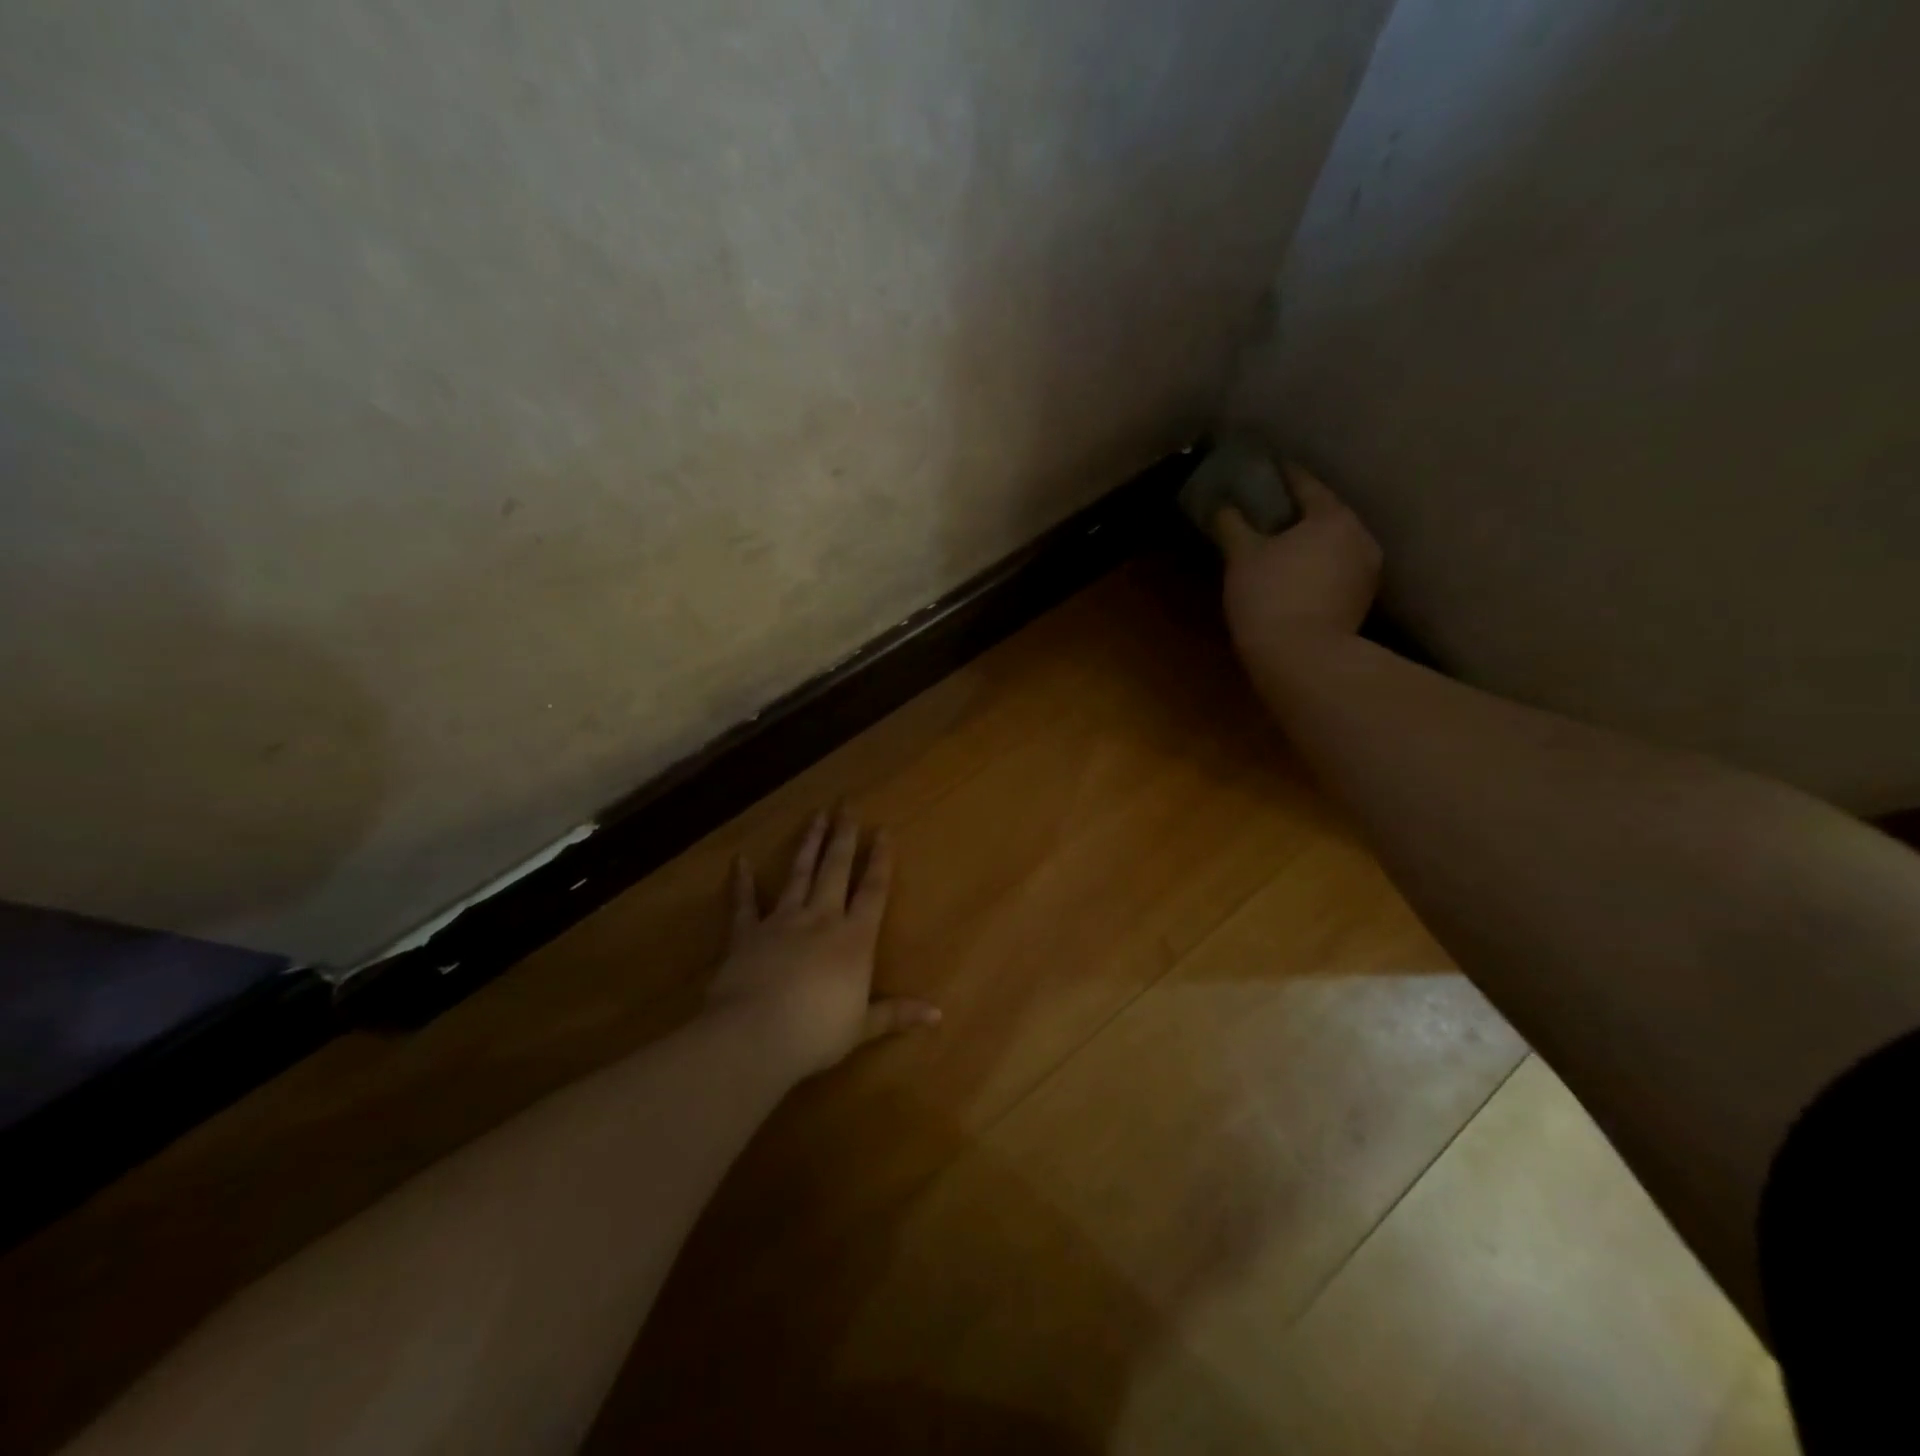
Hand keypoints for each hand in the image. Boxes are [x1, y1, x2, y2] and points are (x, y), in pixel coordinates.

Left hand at [706, 809, 939, 1079]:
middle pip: (836, 869)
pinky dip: (741, 882)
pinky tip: (739, 860)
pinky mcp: (746, 933)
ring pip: (798, 874)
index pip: (873, 891)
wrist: (756, 1035)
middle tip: (847, 804)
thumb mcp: (862, 1026)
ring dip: (808, 844)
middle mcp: (821, 919)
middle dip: (844, 836)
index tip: (884, 830)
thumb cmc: (817, 1032)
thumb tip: (938, 1015)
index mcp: (854, 939)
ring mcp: (781, 921)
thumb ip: (896, 1014)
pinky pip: (743, 902)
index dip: (880, 860)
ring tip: (815, 816)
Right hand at [1216, 462, 1382, 659]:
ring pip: (1332, 543)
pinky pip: (1336, 569)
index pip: (1305, 484)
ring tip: (1279, 545)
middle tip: (1268, 510)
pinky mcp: (1361, 600)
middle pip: (1324, 513)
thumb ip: (1232, 524)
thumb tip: (1222, 505)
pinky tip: (1294, 574)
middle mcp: (1360, 535)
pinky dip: (1316, 565)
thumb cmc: (1270, 597)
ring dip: (1308, 541)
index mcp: (1333, 516)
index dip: (1282, 475)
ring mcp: (1366, 570)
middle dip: (1297, 511)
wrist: (1303, 659)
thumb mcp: (1242, 557)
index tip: (1266, 468)